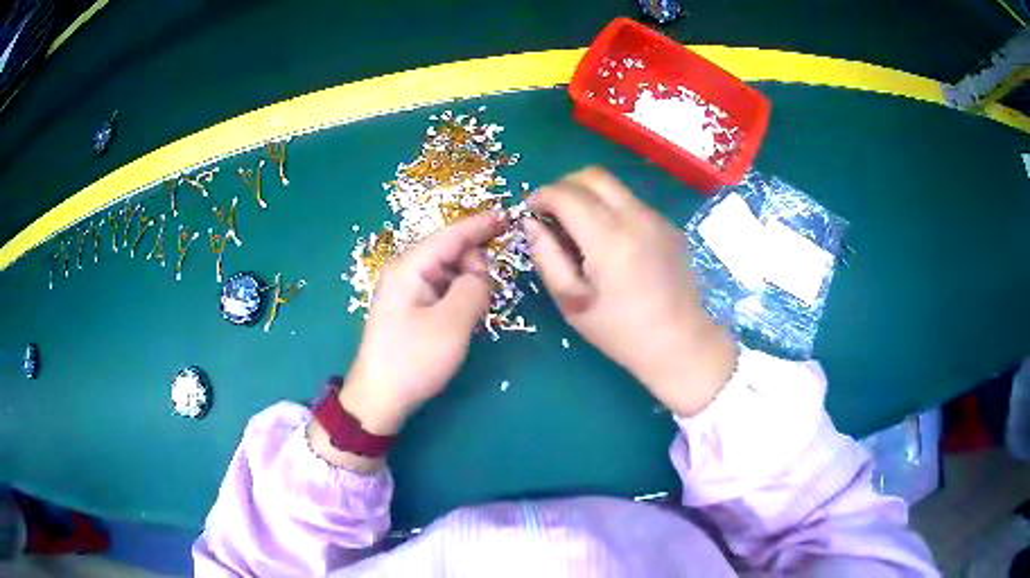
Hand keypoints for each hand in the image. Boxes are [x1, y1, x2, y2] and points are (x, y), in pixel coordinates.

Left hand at [342, 212, 506, 435]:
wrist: (379, 398)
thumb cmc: (413, 360)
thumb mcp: (452, 324)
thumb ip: (474, 289)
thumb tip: (481, 276)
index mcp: (410, 267)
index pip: (451, 235)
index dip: (481, 225)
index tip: (508, 216)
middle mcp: (405, 271)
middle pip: (450, 252)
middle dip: (475, 263)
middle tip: (488, 294)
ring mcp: (405, 290)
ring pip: (447, 272)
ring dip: (467, 283)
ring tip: (477, 310)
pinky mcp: (409, 309)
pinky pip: (441, 290)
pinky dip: (458, 296)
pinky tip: (464, 316)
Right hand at [525, 167, 736, 415]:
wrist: (680, 343)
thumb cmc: (620, 331)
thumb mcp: (571, 301)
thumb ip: (546, 256)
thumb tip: (531, 222)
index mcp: (608, 238)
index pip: (566, 193)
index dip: (541, 197)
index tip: (531, 212)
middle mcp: (635, 217)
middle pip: (592, 175)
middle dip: (565, 186)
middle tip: (553, 213)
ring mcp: (657, 218)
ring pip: (614, 186)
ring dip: (589, 195)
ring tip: (579, 227)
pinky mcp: (669, 225)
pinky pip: (632, 202)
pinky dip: (611, 207)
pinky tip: (610, 241)